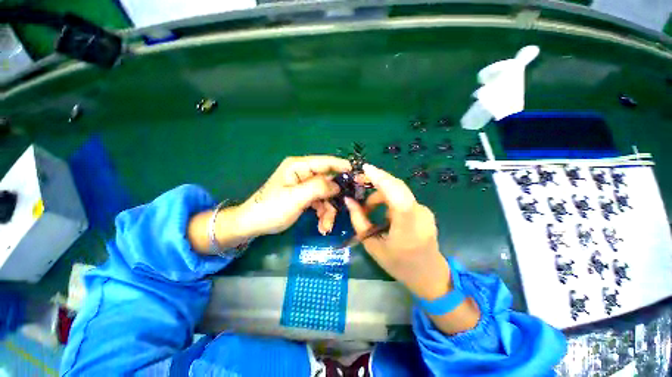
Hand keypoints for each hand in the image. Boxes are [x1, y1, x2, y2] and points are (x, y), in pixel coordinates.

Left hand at [235, 156, 350, 236]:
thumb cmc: (271, 209)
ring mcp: (304, 185)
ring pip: (325, 195)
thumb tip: (338, 185)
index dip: (343, 167)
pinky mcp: (304, 196)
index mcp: (299, 167)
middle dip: (334, 199)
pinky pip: (319, 202)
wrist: (252, 225)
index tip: (358, 176)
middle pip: (328, 182)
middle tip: (342, 213)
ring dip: (328, 211)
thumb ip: (318, 188)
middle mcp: (303, 173)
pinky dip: (322, 214)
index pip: (326, 162)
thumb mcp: (296, 198)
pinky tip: (322, 226)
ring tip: (326, 227)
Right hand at [344, 164, 450, 299]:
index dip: (382, 180)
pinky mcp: (424, 210)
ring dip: (380, 193)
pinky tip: (380, 210)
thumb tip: (349, 200)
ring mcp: (425, 211)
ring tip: (367, 207)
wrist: (428, 274)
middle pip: (398, 187)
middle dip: (377, 179)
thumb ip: (359, 221)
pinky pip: (402, 197)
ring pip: (399, 191)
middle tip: (358, 180)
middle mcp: (420, 215)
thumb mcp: (372, 245)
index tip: (365, 168)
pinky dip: (388, 198)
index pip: (397, 196)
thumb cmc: (398, 264)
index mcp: (408, 228)